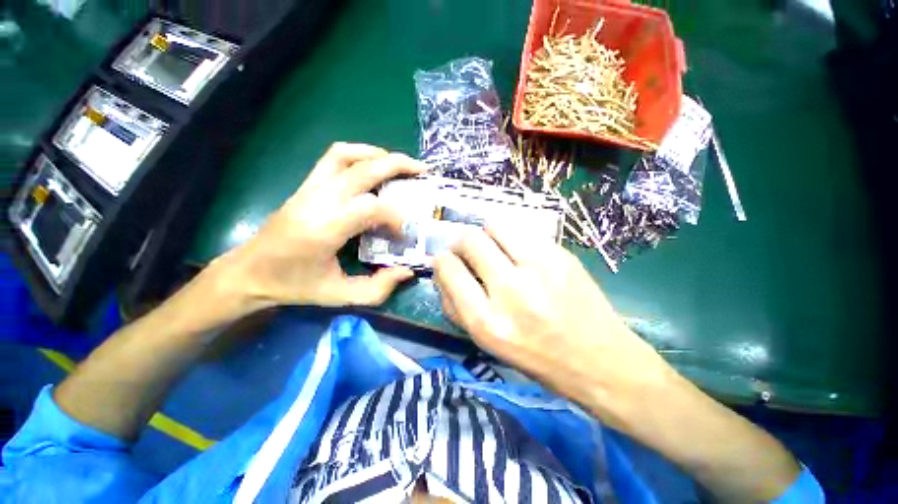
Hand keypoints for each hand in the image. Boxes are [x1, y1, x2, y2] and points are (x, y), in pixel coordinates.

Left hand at [217, 142, 425, 310]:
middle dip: (398, 166)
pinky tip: (372, 165)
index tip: (402, 235)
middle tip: (421, 171)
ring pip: (346, 154)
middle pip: (364, 169)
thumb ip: (378, 288)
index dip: (396, 218)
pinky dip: (358, 154)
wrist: (249, 272)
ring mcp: (310, 188)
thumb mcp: (339, 296)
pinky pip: (334, 157)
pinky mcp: (306, 185)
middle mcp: (318, 201)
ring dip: (377, 154)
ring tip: (399, 165)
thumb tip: (406, 271)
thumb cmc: (294, 286)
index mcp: (325, 229)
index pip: (372, 207)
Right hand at [434, 226, 805, 500]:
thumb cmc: (537, 359)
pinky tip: (519, 250)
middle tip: (467, 249)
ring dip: (486, 232)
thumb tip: (443, 273)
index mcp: (487, 322)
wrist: (601, 361)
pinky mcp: (562, 256)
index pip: (448, 269)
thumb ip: (457, 307)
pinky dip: (511, 236)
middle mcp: (511, 291)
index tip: (447, 260)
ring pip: (495, 225)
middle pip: (469, 240)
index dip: (442, 260)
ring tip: (493, 246)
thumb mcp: (487, 344)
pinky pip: (522, 230)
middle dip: (460, 241)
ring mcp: (540, 268)